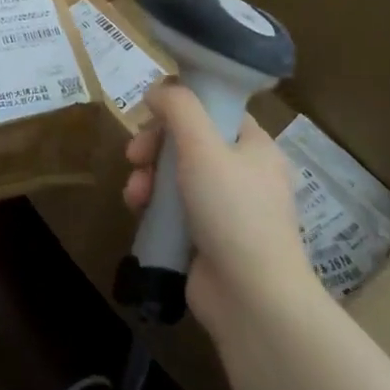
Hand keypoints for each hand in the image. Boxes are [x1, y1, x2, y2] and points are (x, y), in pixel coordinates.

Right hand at [122, 81, 319, 334]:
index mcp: (255, 147)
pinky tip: (137, 209)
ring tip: (134, 191)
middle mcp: (244, 173)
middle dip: (154, 144)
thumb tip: (159, 90)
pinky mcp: (206, 236)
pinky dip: (152, 204)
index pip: (215, 109)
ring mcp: (225, 208)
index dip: (181, 105)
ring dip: (147, 175)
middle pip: (188, 140)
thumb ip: (179, 108)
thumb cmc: (233, 212)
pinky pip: (172, 206)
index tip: (151, 111)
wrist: (253, 300)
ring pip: (175, 173)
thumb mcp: (203, 147)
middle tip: (135, 153)